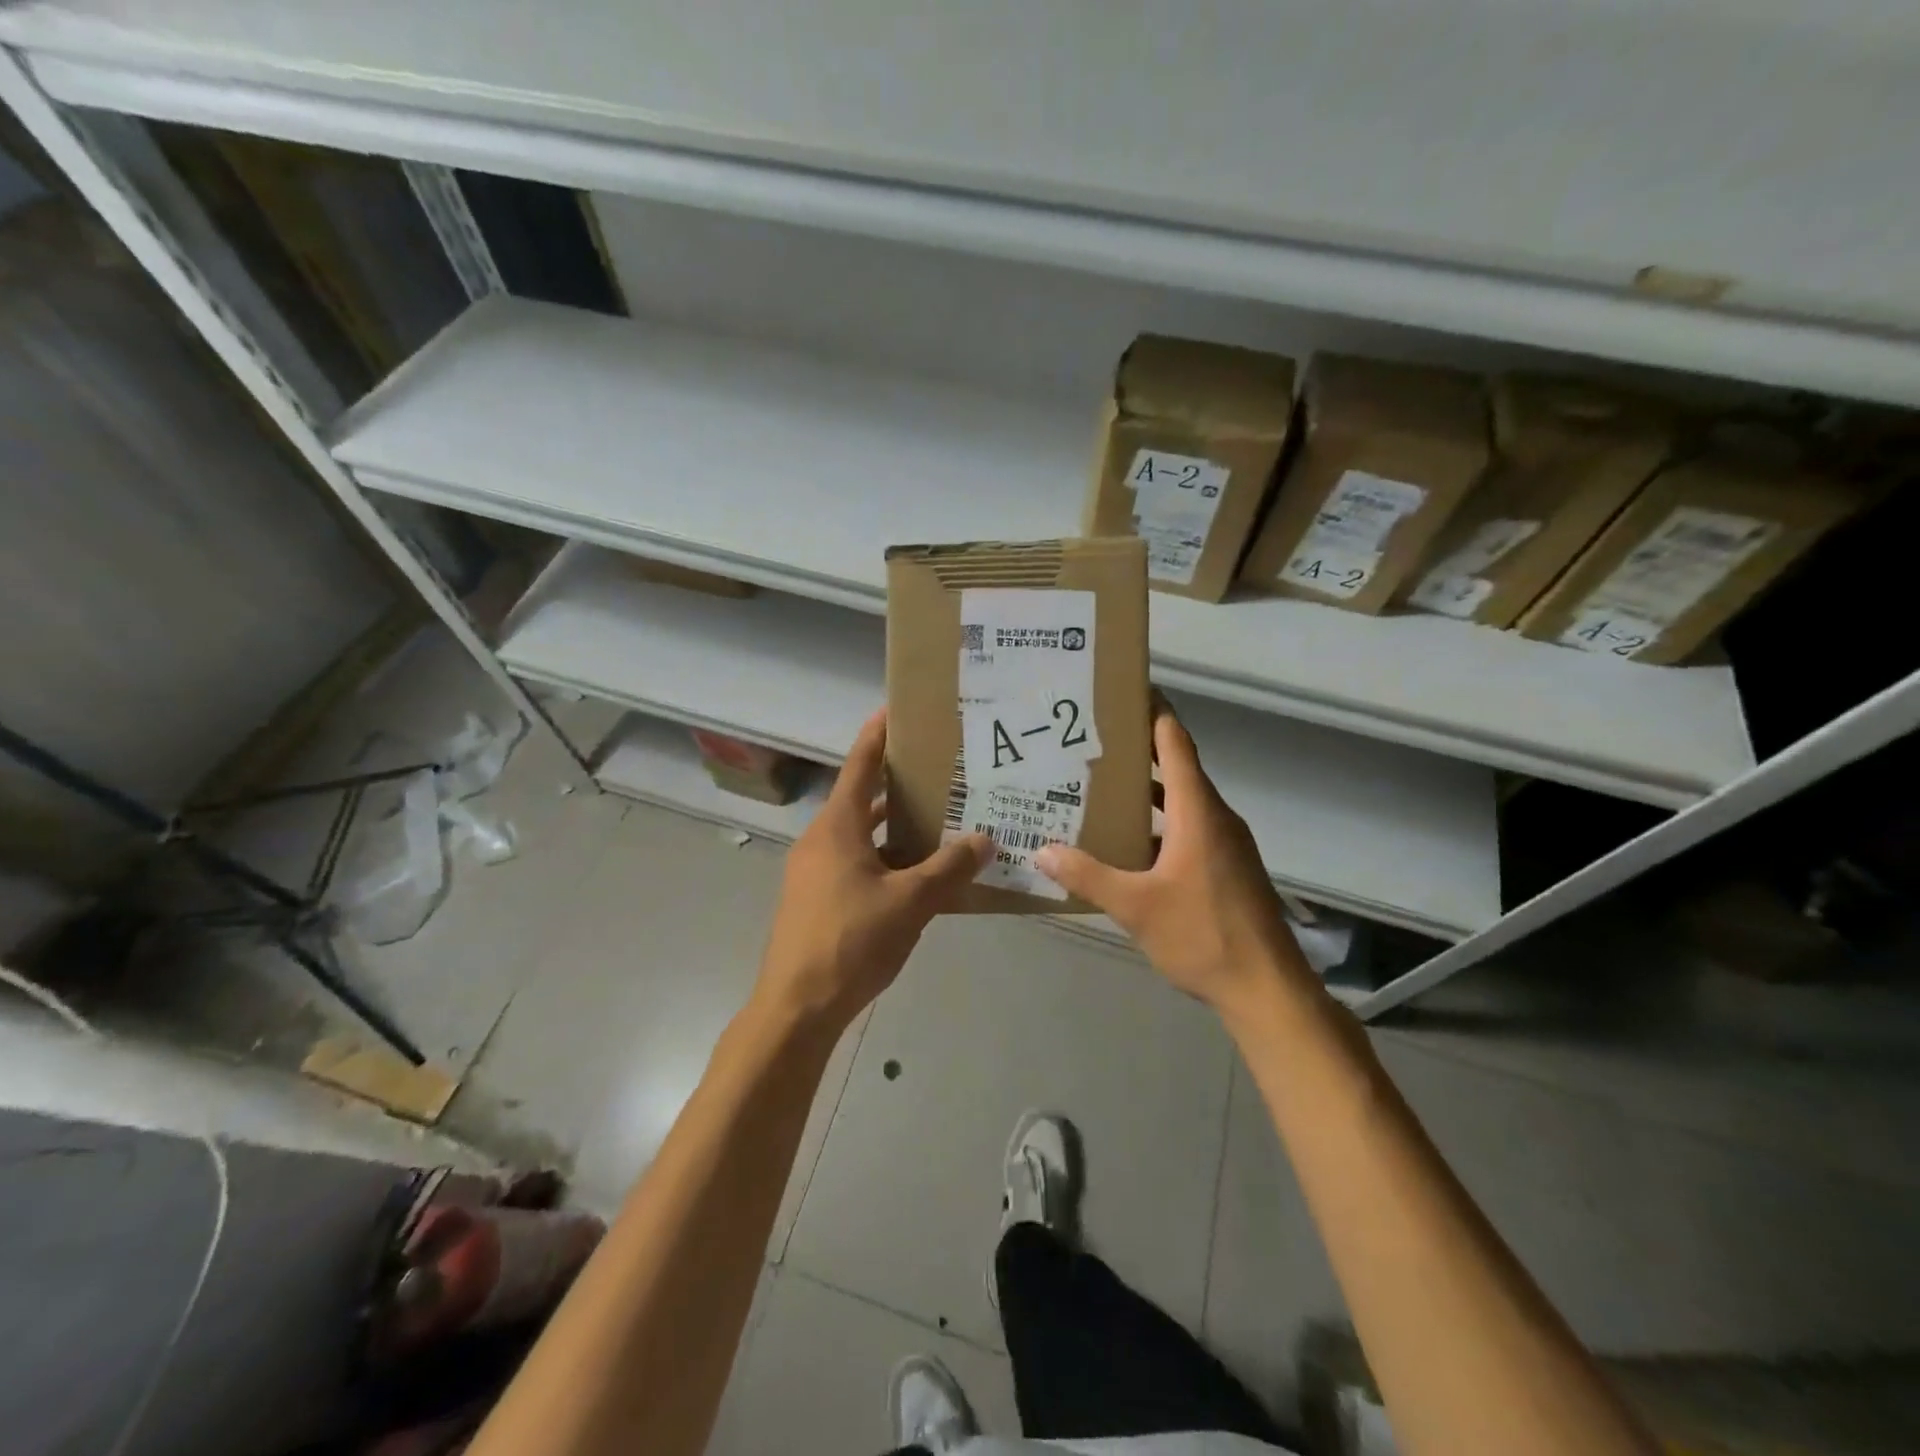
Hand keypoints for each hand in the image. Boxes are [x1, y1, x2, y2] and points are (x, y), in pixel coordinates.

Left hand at [754, 710, 989, 1030]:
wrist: (796, 1007)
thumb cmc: (851, 941)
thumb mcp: (910, 902)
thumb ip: (949, 869)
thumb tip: (985, 840)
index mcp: (837, 827)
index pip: (859, 765)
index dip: (877, 735)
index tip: (896, 710)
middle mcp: (821, 840)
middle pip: (860, 798)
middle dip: (896, 783)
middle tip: (938, 769)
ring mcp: (814, 871)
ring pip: (860, 835)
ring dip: (893, 827)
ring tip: (937, 819)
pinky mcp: (816, 899)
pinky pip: (855, 863)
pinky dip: (884, 858)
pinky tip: (916, 875)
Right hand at [1036, 703, 1310, 1018]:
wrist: (1267, 990)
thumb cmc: (1203, 935)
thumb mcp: (1135, 906)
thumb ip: (1088, 875)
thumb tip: (1042, 851)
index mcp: (1198, 811)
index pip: (1175, 743)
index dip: (1153, 712)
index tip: (1124, 690)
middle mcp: (1215, 817)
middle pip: (1176, 767)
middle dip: (1136, 751)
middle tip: (1090, 740)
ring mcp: (1225, 844)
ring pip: (1181, 801)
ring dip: (1145, 791)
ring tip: (1099, 785)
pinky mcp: (1226, 868)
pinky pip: (1188, 828)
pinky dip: (1158, 823)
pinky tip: (1126, 842)